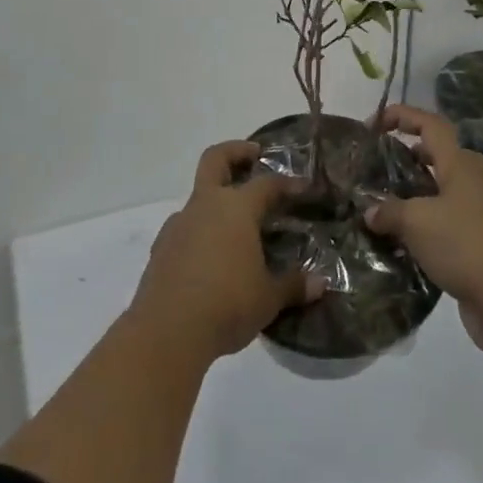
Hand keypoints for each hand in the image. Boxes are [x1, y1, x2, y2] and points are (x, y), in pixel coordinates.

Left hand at [127, 140, 323, 364]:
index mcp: (237, 208)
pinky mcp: (161, 247)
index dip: (286, 183)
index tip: (302, 187)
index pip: (267, 184)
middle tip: (254, 155)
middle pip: (216, 159)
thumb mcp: (268, 298)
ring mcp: (179, 223)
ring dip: (216, 198)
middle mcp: (206, 205)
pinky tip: (209, 256)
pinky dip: (199, 230)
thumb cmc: (227, 305)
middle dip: (235, 151)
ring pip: (198, 196)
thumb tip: (320, 284)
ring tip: (236, 225)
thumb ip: (293, 286)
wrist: (166, 331)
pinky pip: (184, 227)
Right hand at [365, 103, 482, 355]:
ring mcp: (475, 216)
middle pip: (445, 155)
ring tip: (387, 202)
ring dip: (418, 192)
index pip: (431, 125)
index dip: (404, 116)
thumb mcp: (416, 221)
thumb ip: (388, 211)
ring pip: (444, 191)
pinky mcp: (474, 246)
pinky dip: (422, 226)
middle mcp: (469, 185)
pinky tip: (398, 240)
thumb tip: (369, 212)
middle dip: (417, 153)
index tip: (375, 123)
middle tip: (390, 163)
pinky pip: (443, 224)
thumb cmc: (462, 244)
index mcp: (458, 166)